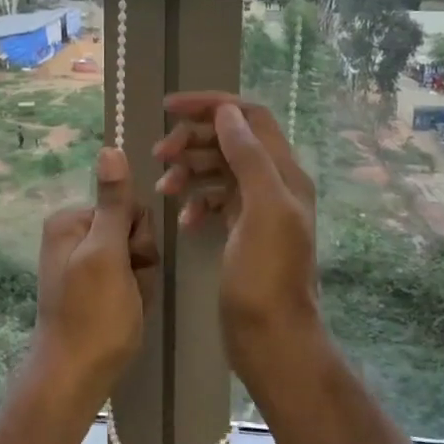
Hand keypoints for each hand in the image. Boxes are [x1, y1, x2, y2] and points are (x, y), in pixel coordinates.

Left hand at [27, 148, 157, 408]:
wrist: (75, 375)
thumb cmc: (94, 314)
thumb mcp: (107, 254)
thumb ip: (113, 203)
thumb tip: (109, 148)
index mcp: (70, 220)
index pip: (127, 206)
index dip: (138, 236)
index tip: (130, 263)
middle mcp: (72, 234)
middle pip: (131, 230)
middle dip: (140, 260)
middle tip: (128, 287)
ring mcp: (81, 261)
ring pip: (135, 256)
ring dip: (140, 280)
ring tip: (128, 304)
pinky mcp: (91, 285)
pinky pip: (127, 277)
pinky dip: (134, 294)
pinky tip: (126, 312)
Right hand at [156, 93, 322, 384]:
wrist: (271, 338)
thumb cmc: (266, 276)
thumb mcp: (262, 210)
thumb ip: (248, 157)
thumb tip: (226, 113)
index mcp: (285, 172)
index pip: (249, 117)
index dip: (210, 106)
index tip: (168, 109)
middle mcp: (274, 184)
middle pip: (229, 139)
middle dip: (192, 140)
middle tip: (158, 155)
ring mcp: (257, 209)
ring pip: (218, 169)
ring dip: (188, 170)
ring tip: (163, 188)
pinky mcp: (241, 231)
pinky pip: (214, 200)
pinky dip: (195, 201)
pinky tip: (182, 219)